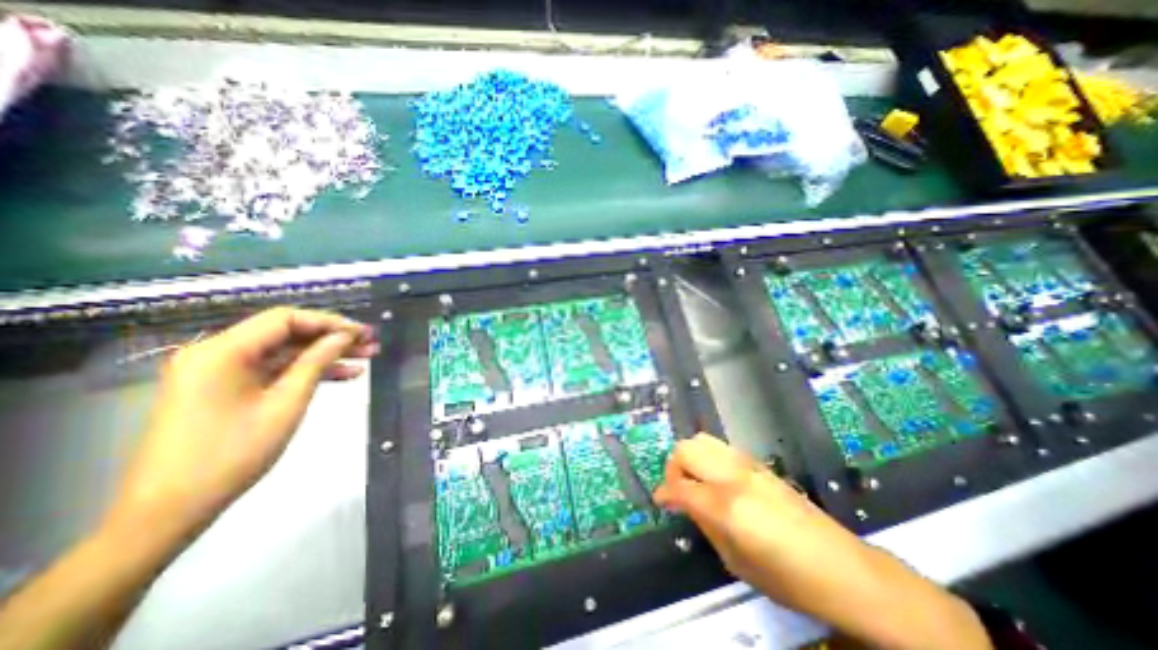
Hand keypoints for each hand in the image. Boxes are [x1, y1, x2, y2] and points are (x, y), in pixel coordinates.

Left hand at [102, 308, 374, 541]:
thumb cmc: (233, 453)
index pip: (286, 319)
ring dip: (325, 355)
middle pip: (286, 333)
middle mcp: (217, 353)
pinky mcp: (226, 388)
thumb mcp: (287, 402)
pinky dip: (307, 371)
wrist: (172, 508)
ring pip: (285, 352)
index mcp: (222, 351)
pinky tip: (343, 376)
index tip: (363, 333)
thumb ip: (316, 362)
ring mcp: (220, 371)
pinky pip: (274, 370)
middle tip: (371, 345)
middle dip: (332, 338)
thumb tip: (345, 336)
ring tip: (366, 359)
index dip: (330, 322)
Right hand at [650, 435, 858, 607]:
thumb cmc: (789, 579)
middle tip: (679, 489)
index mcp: (725, 506)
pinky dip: (709, 457)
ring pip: (702, 440)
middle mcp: (732, 477)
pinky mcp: (759, 463)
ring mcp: (747, 465)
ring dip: (691, 457)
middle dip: (673, 468)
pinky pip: (722, 448)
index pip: (679, 487)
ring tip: (696, 480)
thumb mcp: (736, 562)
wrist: (843, 568)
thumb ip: (705, 525)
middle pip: (686, 450)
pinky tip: (717, 479)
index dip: (664, 493)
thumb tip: (684, 504)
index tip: (661, 502)